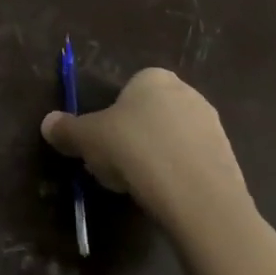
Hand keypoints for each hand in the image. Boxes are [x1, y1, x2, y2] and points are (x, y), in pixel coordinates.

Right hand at [41, 67, 254, 240]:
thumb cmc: (134, 149)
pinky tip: (161, 195)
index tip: (100, 142)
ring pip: (168, 140)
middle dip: (130, 138)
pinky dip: (174, 176)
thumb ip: (66, 129)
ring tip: (136, 185)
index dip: (109, 118)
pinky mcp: (227, 158)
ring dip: (152, 158)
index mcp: (153, 79)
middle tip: (113, 164)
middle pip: (147, 116)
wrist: (196, 194)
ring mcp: (212, 126)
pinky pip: (189, 163)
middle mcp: (187, 94)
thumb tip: (48, 123)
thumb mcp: (86, 138)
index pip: (125, 92)